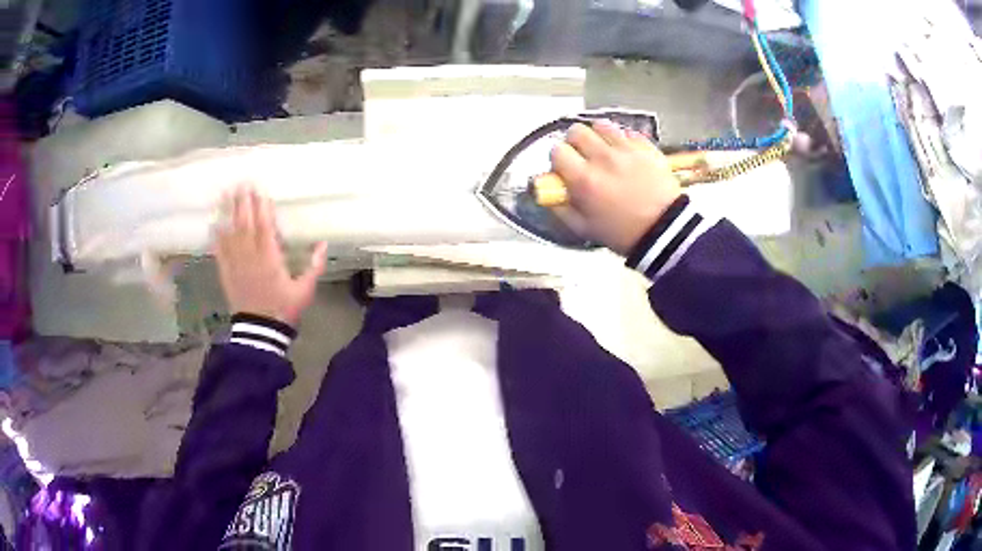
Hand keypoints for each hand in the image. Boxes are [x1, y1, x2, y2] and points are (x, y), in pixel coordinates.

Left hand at [213, 185, 327, 327]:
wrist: (260, 332)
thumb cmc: (284, 309)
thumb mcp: (305, 291)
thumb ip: (314, 267)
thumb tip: (323, 244)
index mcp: (270, 259)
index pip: (264, 227)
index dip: (261, 208)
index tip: (259, 190)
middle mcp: (250, 257)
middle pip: (244, 224)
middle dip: (243, 203)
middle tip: (241, 184)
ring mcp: (236, 265)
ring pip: (230, 234)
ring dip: (228, 213)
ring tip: (226, 195)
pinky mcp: (226, 273)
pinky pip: (220, 251)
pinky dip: (217, 236)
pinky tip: (214, 223)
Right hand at [550, 121, 681, 254]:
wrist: (666, 231)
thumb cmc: (623, 233)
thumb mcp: (585, 229)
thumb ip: (561, 209)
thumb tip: (547, 193)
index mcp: (584, 179)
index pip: (557, 151)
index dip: (558, 159)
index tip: (564, 169)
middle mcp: (603, 158)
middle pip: (577, 131)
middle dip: (575, 143)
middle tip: (582, 157)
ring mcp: (626, 150)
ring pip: (601, 126)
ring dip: (598, 136)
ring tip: (604, 151)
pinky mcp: (646, 147)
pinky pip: (627, 132)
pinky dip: (622, 140)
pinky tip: (625, 154)